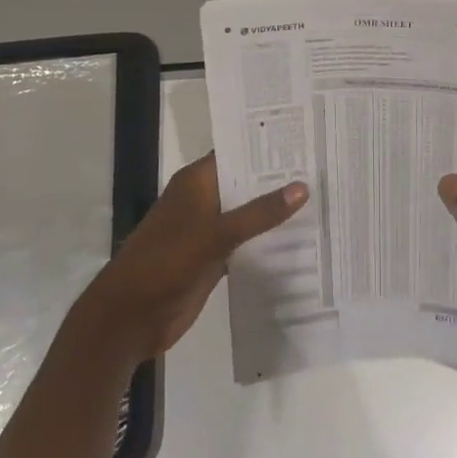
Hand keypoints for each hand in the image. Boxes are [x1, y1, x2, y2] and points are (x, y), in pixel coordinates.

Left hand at [76, 153, 307, 361]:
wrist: (130, 318)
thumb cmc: (166, 263)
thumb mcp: (215, 234)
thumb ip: (259, 213)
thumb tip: (303, 186)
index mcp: (196, 183)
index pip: (236, 153)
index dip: (267, 147)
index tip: (307, 139)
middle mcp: (203, 201)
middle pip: (246, 184)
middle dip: (280, 180)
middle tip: (326, 169)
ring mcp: (208, 231)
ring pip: (248, 215)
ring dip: (276, 213)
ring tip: (324, 200)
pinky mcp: (213, 259)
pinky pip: (247, 244)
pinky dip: (268, 242)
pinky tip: (301, 240)